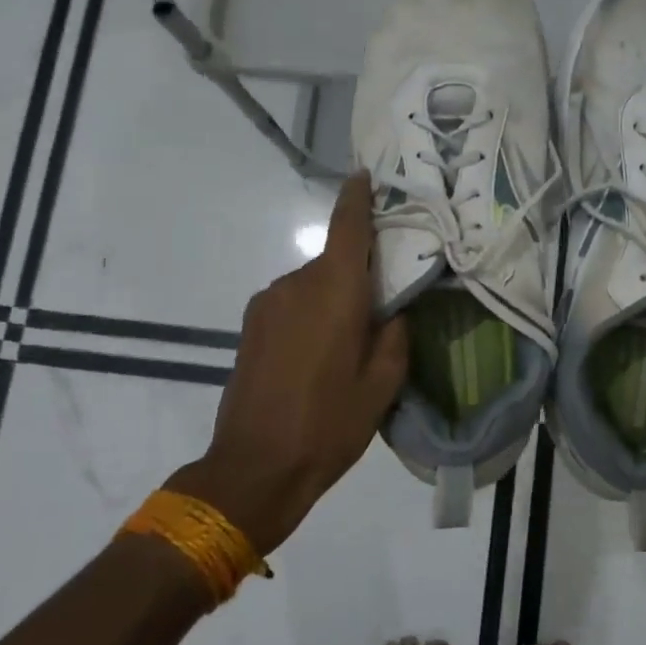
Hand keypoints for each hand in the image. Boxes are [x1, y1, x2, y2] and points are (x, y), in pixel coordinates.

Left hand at [171, 173, 407, 556]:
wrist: (254, 468)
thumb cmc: (328, 424)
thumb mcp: (382, 385)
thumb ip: (395, 335)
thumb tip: (393, 311)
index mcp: (335, 291)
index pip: (348, 226)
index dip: (358, 197)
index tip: (366, 176)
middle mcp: (297, 284)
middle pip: (335, 261)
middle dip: (358, 273)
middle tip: (382, 305)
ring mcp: (267, 303)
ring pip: (313, 284)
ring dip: (333, 298)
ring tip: (348, 342)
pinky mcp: (251, 324)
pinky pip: (292, 303)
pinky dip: (310, 313)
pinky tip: (317, 354)